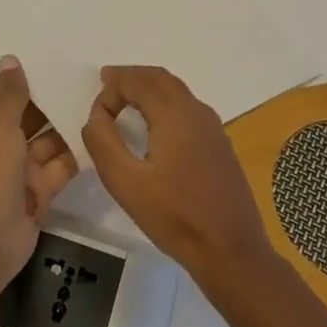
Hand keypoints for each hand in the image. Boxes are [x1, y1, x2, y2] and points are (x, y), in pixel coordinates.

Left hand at [0, 56, 77, 286]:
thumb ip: (10, 94)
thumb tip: (10, 59)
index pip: (6, 96)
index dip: (30, 81)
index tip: (59, 62)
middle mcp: (0, 145)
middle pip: (31, 117)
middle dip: (55, 102)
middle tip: (90, 81)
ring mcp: (20, 170)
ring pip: (49, 142)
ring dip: (69, 127)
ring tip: (102, 104)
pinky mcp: (39, 191)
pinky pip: (60, 166)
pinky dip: (76, 155)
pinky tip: (100, 136)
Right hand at [81, 65, 271, 280]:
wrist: (231, 250)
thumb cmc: (174, 217)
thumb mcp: (125, 182)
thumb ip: (103, 142)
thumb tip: (96, 115)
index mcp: (175, 114)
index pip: (139, 81)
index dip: (113, 86)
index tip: (96, 110)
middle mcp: (197, 111)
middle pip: (161, 79)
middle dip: (132, 77)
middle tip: (107, 82)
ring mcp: (213, 128)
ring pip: (178, 92)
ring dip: (150, 88)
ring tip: (127, 98)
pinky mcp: (220, 145)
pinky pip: (188, 108)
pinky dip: (166, 103)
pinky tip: (156, 125)